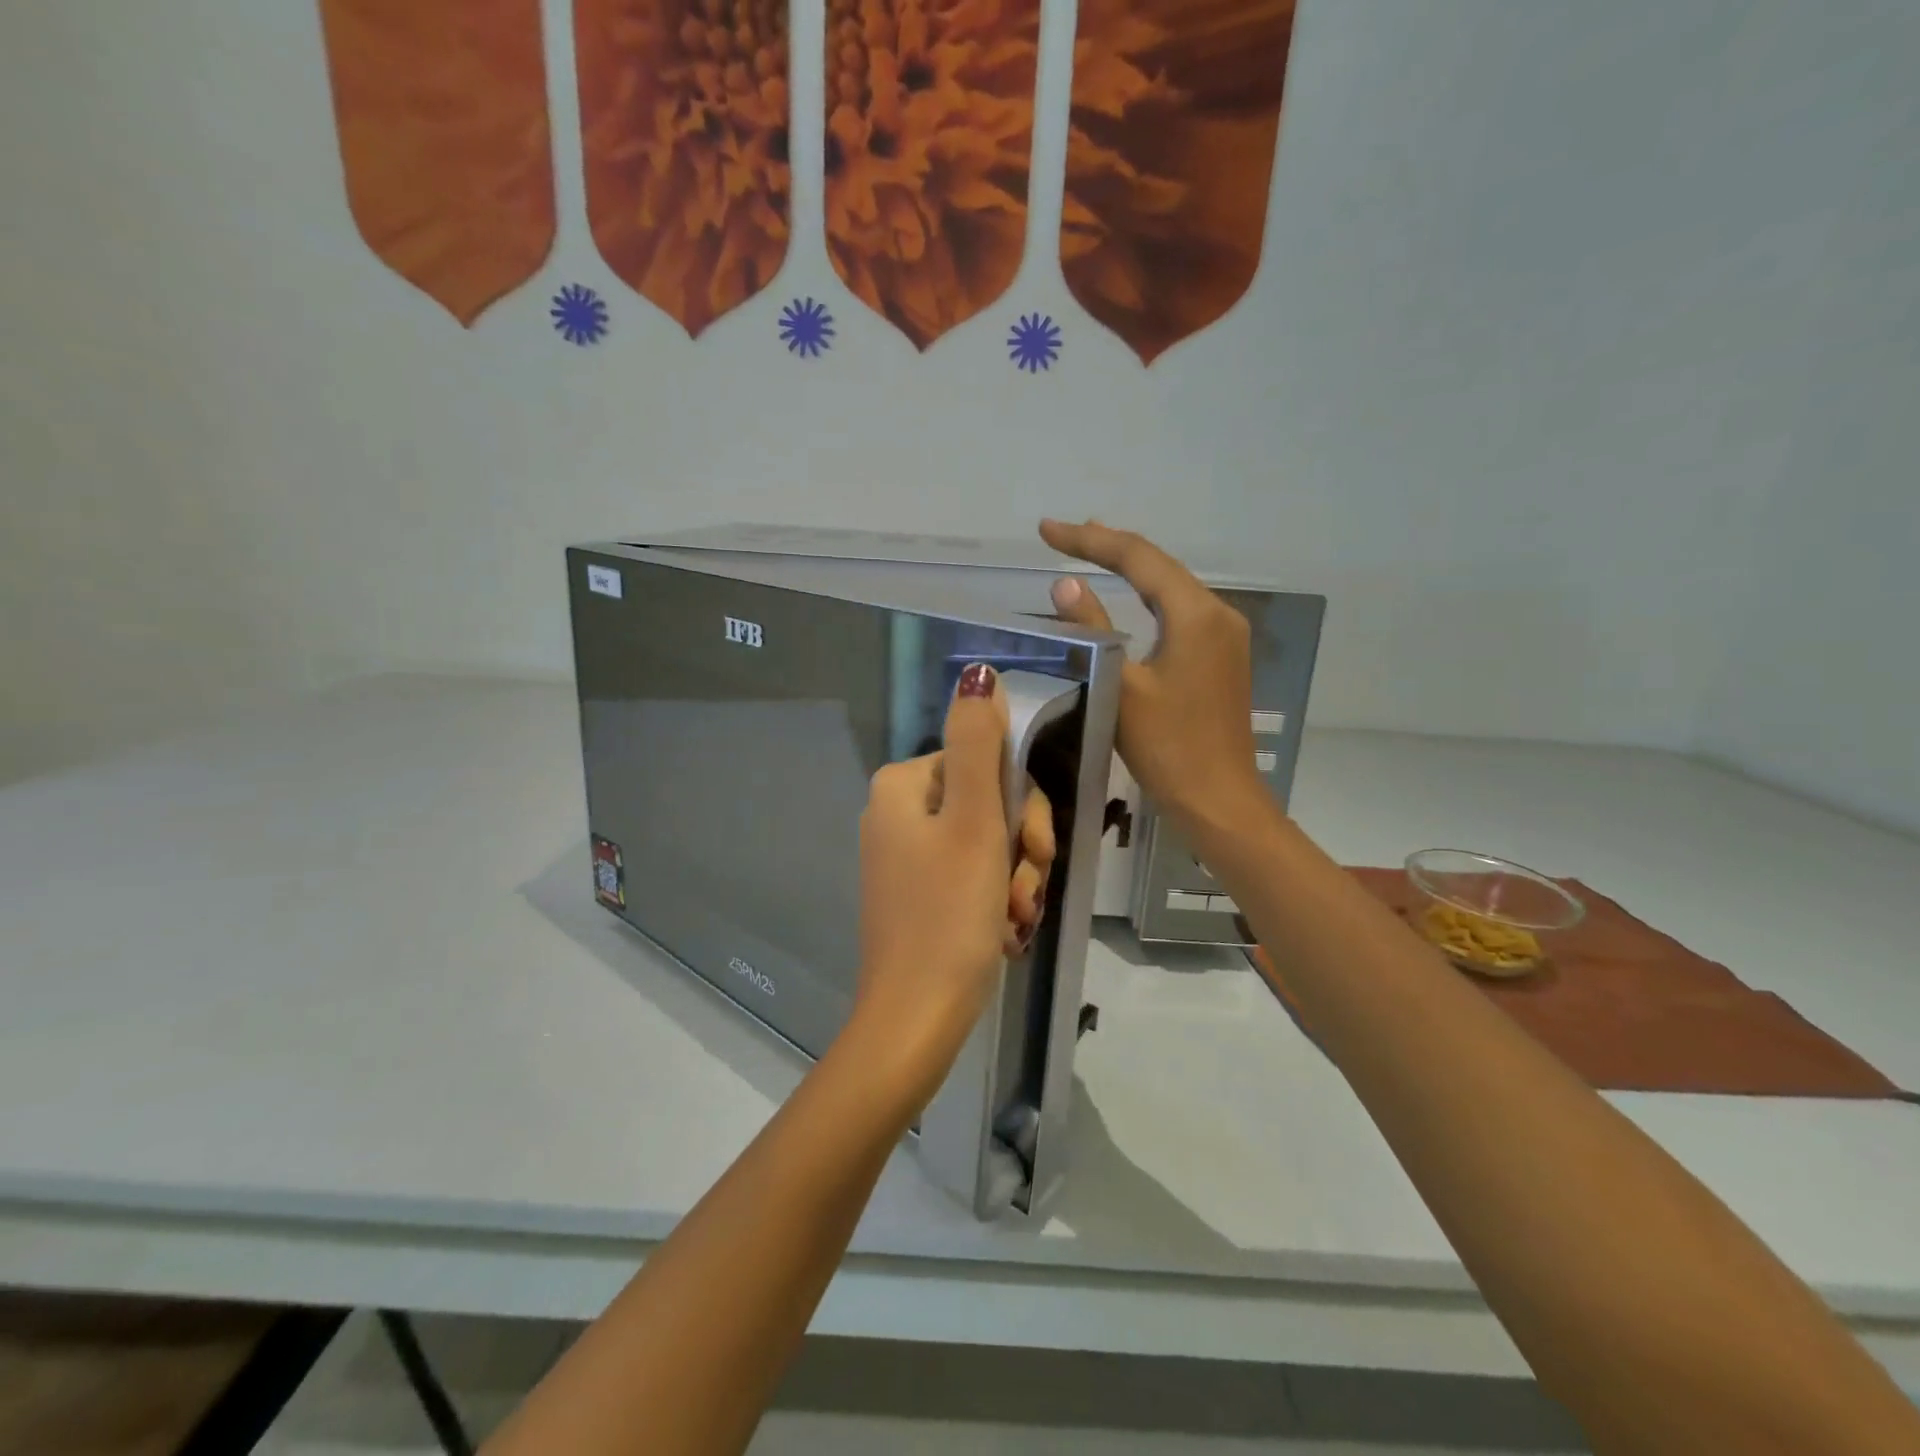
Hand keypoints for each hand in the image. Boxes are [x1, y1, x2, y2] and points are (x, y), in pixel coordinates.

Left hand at [854, 664, 1057, 1109]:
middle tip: (1026, 889)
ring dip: (1015, 879)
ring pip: (989, 844)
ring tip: (1015, 919)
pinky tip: (1004, 933)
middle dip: (1021, 848)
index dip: (1023, 803)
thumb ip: (978, 742)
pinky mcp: (920, 895)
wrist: (917, 1019)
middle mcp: (898, 814)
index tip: (1034, 847)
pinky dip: (996, 902)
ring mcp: (907, 858)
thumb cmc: (949, 914)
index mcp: (902, 787)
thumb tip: (978, 673)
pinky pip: (973, 878)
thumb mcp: (974, 821)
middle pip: (989, 804)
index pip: (986, 763)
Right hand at [1038, 519, 1264, 839]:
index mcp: (1196, 614)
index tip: (1045, 531)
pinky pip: (1178, 613)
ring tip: (1092, 552)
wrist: (1220, 802)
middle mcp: (1217, 614)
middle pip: (1159, 566)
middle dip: (1111, 547)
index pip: (1138, 558)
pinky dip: (1148, 598)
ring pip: (1170, 588)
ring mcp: (1224, 637)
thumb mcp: (1122, 688)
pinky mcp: (1220, 658)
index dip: (1089, 540)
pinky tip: (1130, 599)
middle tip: (1065, 535)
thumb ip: (1094, 631)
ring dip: (1131, 570)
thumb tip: (1064, 586)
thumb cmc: (1169, 748)